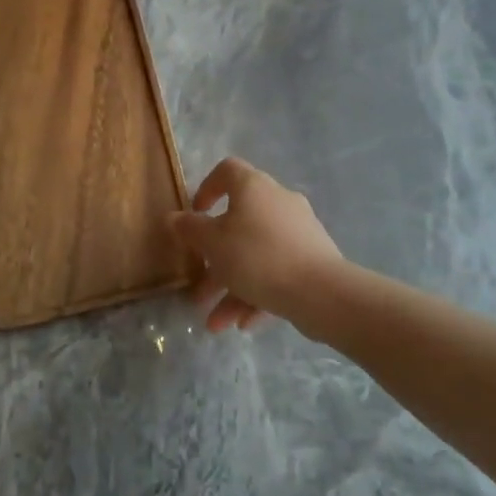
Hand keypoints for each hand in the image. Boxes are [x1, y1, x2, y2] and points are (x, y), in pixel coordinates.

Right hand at [172, 158, 343, 331]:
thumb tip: (174, 217)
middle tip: (198, 286)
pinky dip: (258, 294)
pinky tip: (244, 324)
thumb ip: (190, 229)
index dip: (207, 188)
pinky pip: (277, 272)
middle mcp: (278, 202)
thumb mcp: (212, 244)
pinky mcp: (313, 259)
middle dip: (215, 259)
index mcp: (254, 188)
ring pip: (256, 255)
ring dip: (232, 286)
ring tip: (216, 323)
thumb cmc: (257, 257)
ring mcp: (299, 231)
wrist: (321, 291)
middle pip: (239, 223)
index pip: (227, 171)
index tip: (195, 214)